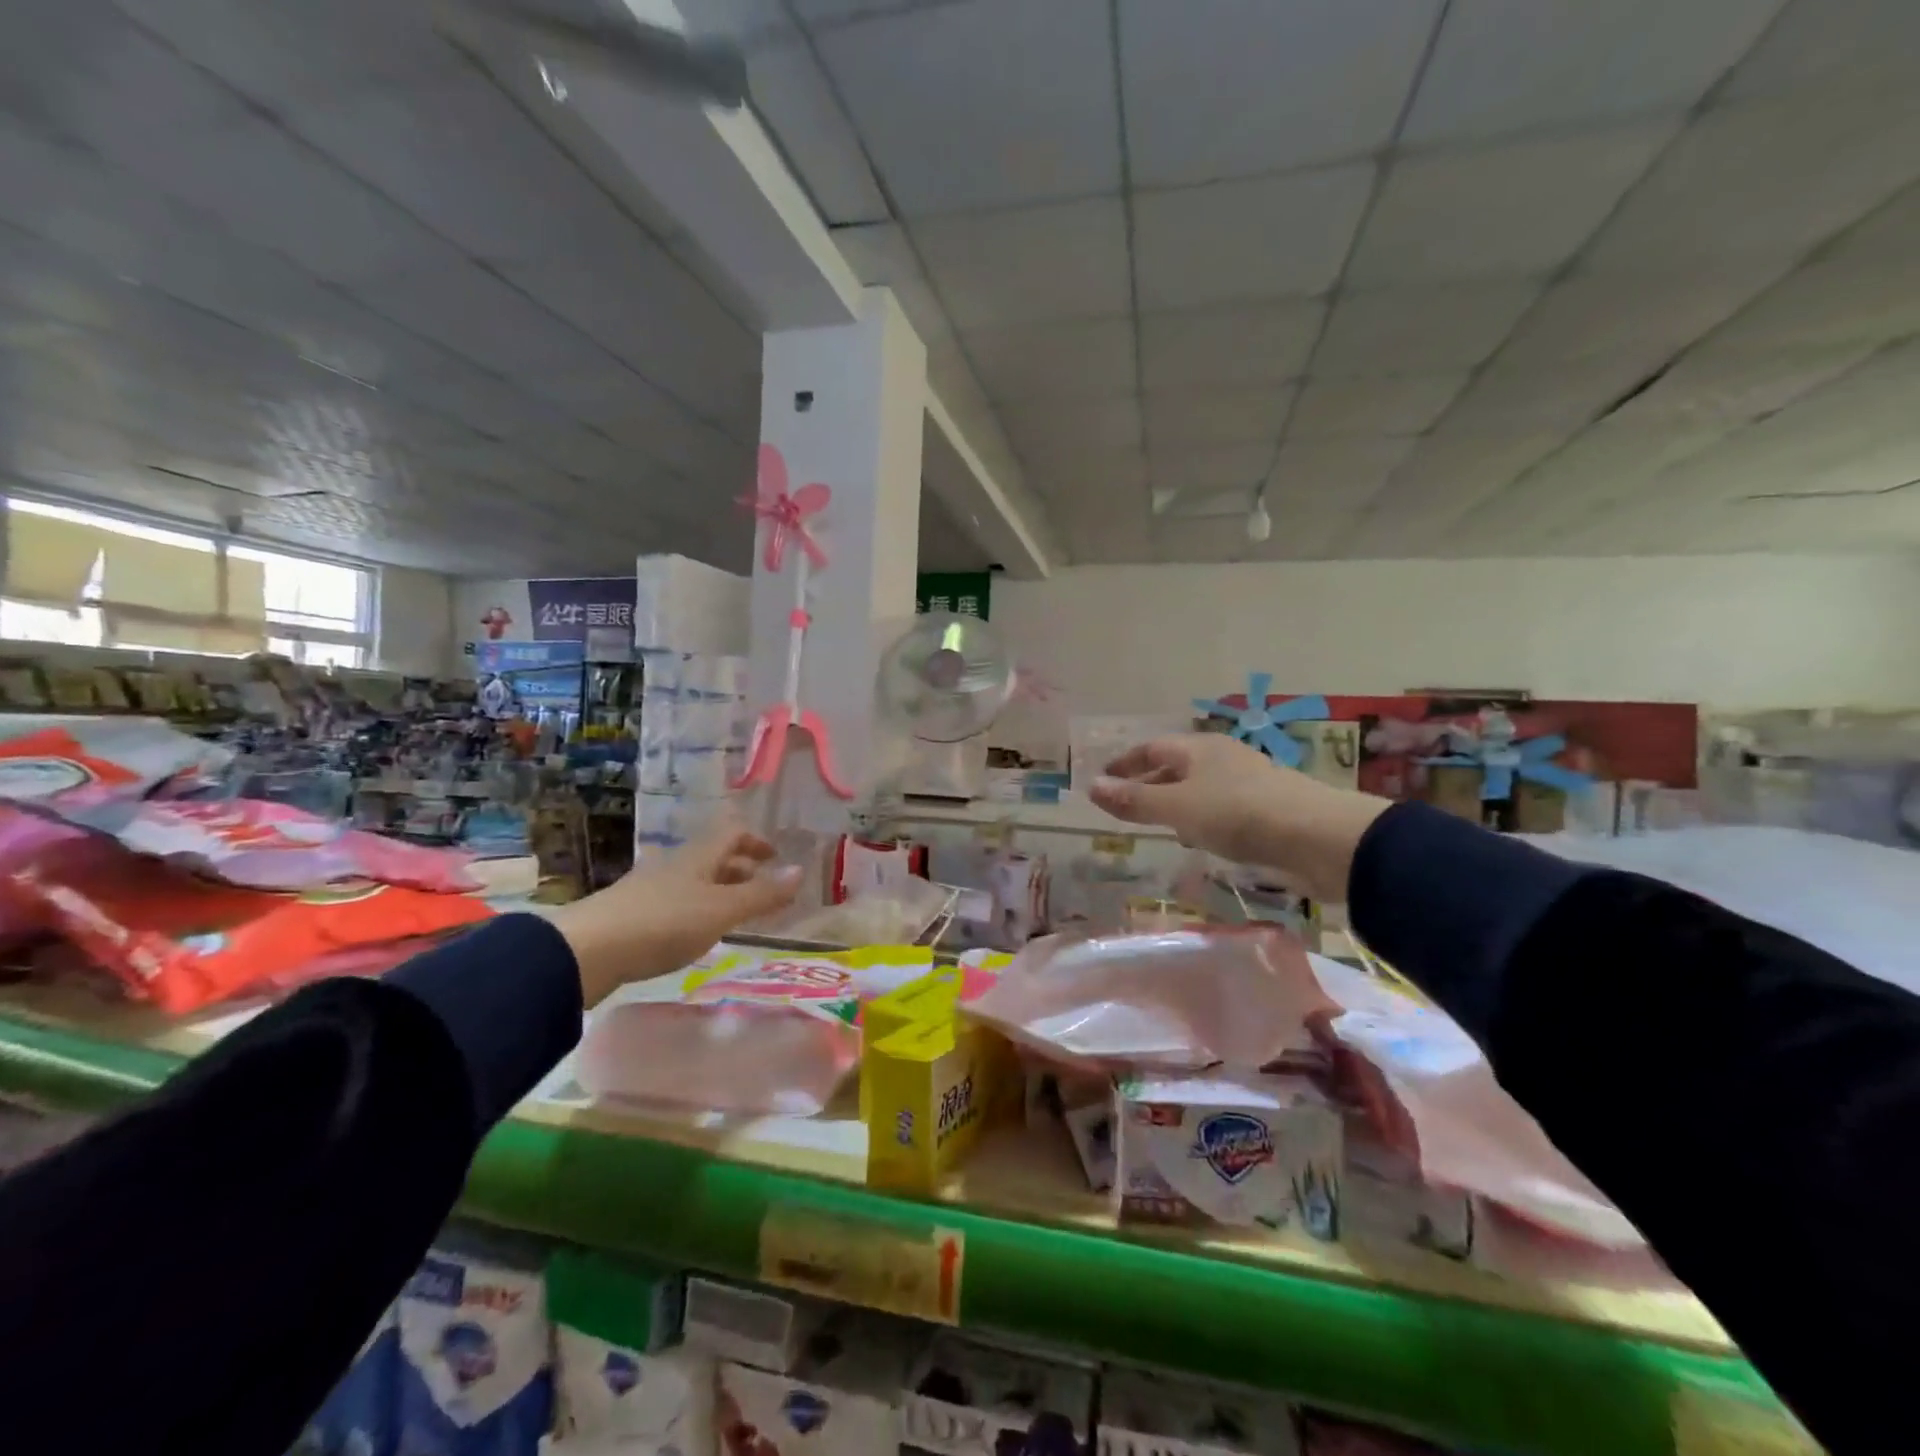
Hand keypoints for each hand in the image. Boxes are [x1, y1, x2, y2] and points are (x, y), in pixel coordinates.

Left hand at [549, 824, 802, 1005]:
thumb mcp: (722, 910)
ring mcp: (650, 888)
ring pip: (695, 880)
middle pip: (713, 856)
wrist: (588, 951)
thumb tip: (801, 870)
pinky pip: (676, 902)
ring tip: (735, 916)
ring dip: (719, 891)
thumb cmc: (664, 923)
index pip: (732, 833)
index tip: (775, 859)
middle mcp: (675, 864)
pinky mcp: (632, 914)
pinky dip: (697, 910)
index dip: (756, 841)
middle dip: (741, 869)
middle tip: (763, 891)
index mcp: (699, 855)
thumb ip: (762, 894)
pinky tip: (696, 934)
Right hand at [1088, 734, 1390, 902]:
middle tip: (1123, 804)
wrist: (1317, 837)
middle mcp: (1222, 759)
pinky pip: (1220, 808)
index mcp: (1199, 749)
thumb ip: (1134, 801)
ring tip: (1155, 824)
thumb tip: (1090, 787)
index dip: (1125, 762)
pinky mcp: (1266, 809)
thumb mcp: (1177, 808)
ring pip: (1199, 788)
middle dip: (1148, 782)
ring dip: (1174, 802)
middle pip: (1175, 766)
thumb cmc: (1238, 813)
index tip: (1104, 779)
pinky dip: (1200, 818)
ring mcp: (1247, 783)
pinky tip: (1198, 838)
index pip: (1152, 747)